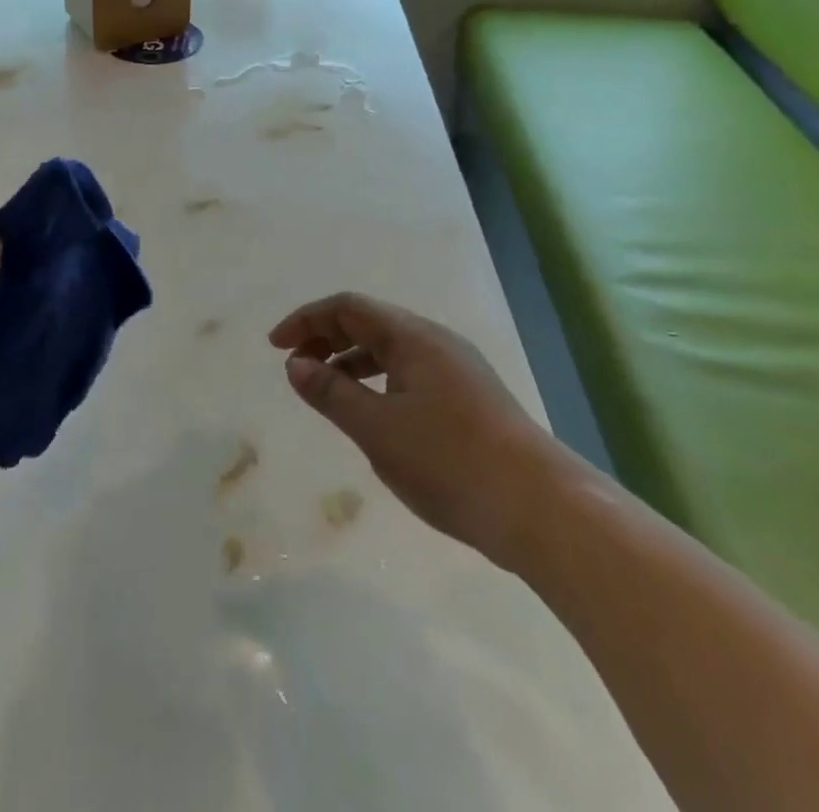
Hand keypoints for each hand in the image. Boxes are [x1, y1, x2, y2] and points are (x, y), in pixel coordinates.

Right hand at [270, 293, 574, 568]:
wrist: (541, 510)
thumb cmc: (450, 461)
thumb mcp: (377, 429)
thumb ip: (331, 392)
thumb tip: (295, 363)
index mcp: (413, 337)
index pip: (348, 308)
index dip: (307, 320)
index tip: (276, 346)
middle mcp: (436, 342)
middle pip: (370, 323)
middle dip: (326, 337)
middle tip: (295, 367)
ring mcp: (457, 370)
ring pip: (391, 351)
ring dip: (352, 361)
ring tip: (326, 391)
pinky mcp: (469, 399)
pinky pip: (410, 374)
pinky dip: (378, 382)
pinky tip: (371, 415)